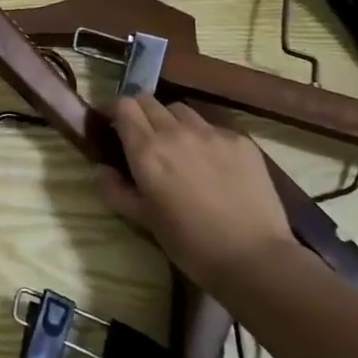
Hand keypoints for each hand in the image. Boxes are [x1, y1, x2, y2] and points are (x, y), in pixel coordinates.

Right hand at [98, 95, 294, 282]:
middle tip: (141, 135)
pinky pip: (212, 127)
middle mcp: (176, 131)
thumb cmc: (190, 244)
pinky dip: (203, 136)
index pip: (123, 105)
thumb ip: (116, 190)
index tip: (111, 123)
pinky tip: (212, 162)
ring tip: (178, 145)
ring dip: (171, 121)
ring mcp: (211, 132)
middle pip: (149, 100)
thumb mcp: (144, 220)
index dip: (114, 110)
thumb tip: (102, 169)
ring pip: (181, 110)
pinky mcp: (240, 140)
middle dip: (139, 112)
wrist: (254, 258)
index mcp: (147, 150)